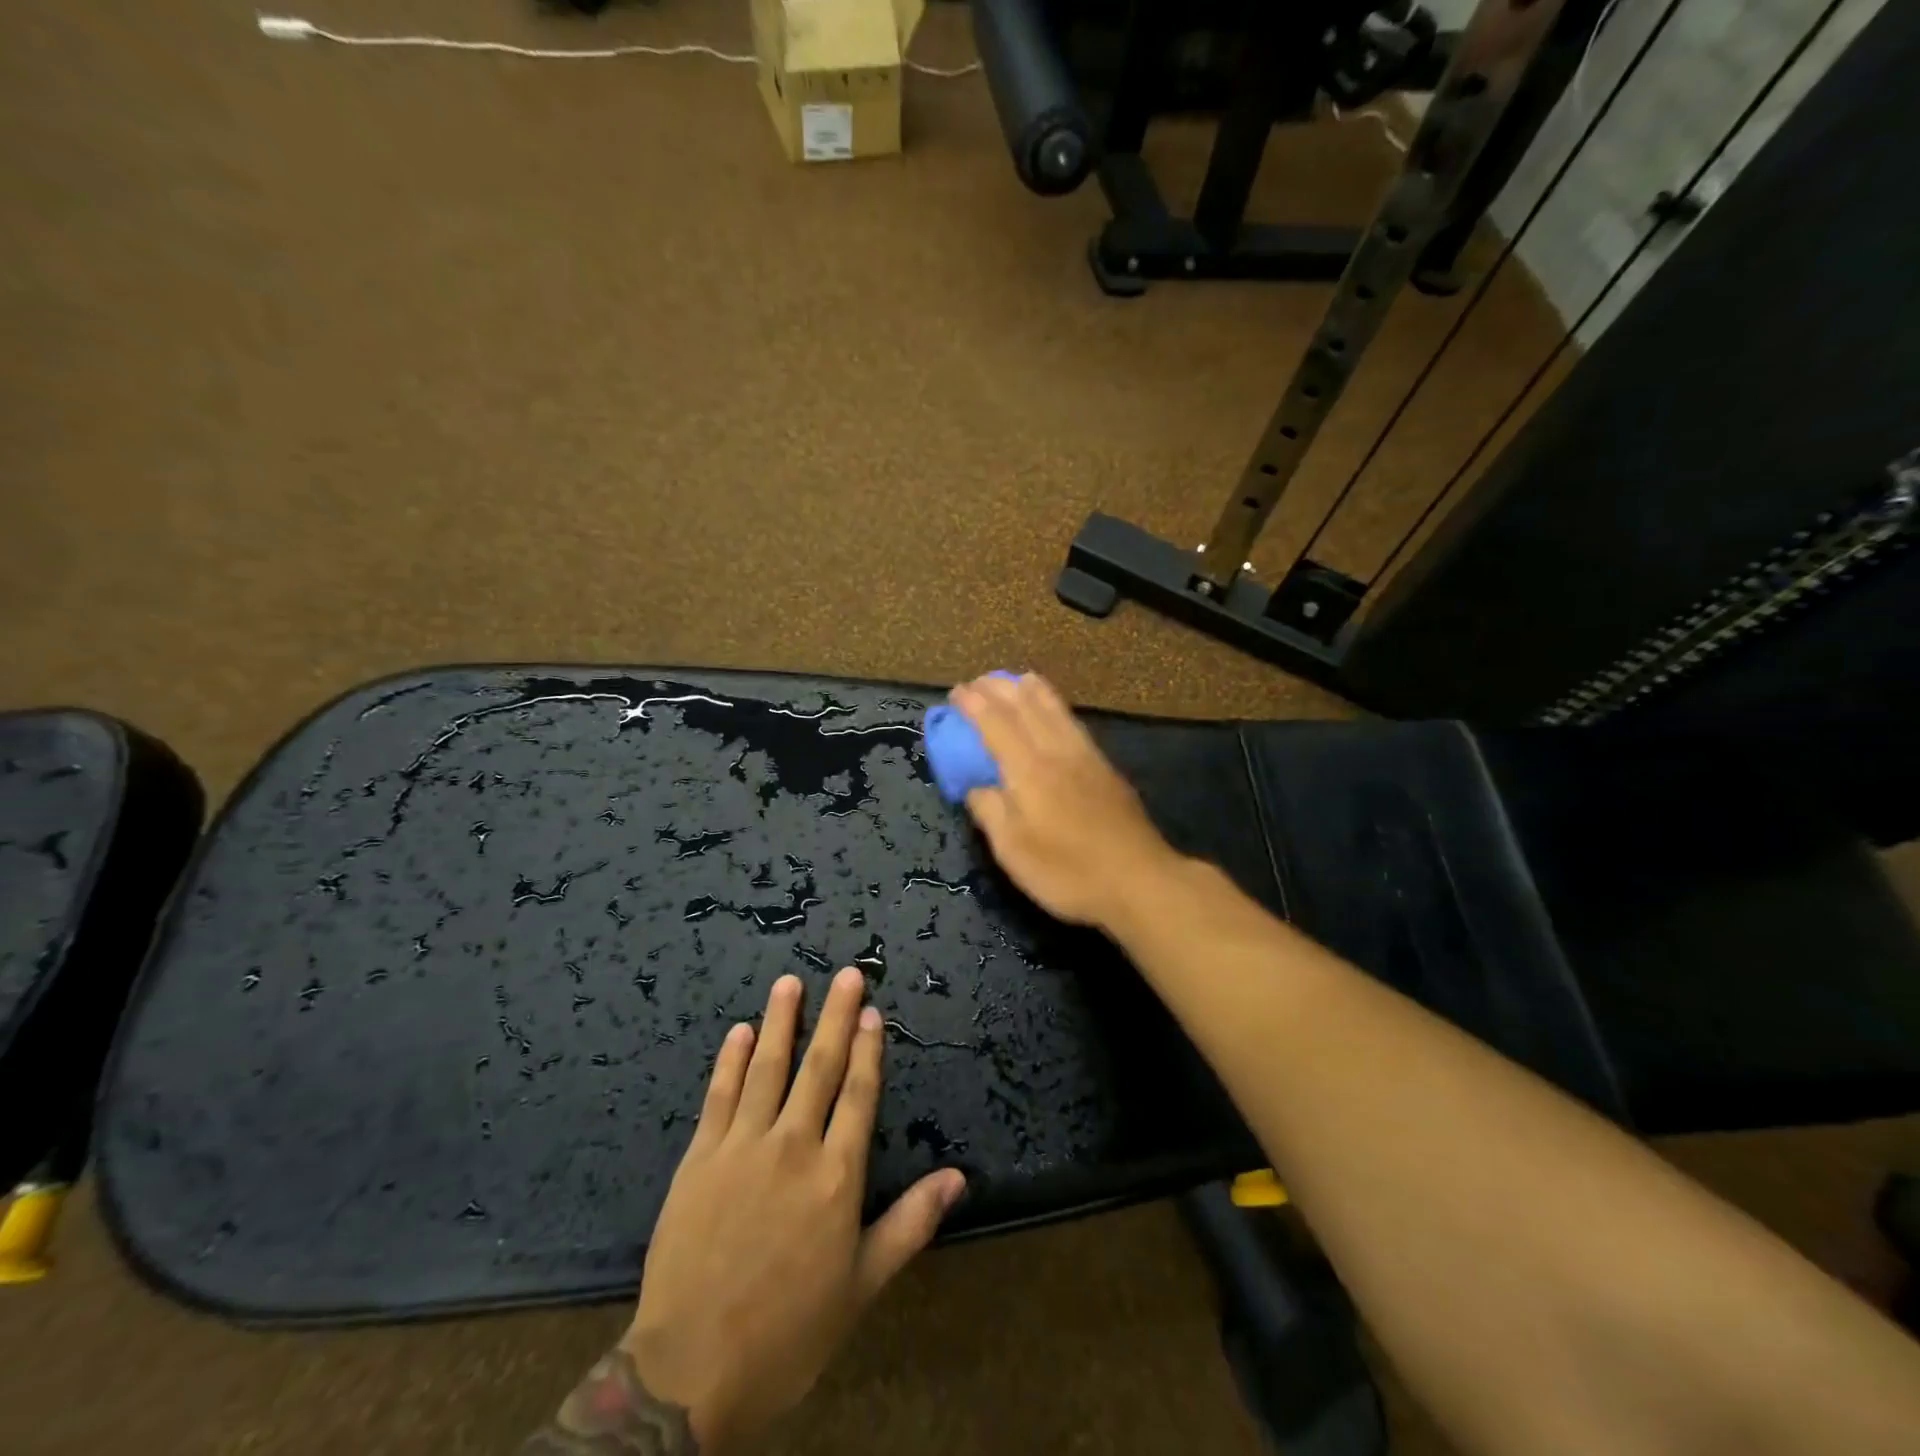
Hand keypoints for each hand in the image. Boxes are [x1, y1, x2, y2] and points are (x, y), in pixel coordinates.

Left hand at [619, 970, 965, 1448]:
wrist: (690, 1372)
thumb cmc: (789, 1331)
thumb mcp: (862, 1285)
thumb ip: (910, 1223)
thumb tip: (959, 1178)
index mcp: (836, 1175)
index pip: (859, 1094)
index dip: (868, 1049)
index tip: (873, 1012)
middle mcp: (793, 1146)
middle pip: (819, 1067)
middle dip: (835, 1017)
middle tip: (846, 974)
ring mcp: (742, 1147)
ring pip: (767, 1068)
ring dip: (781, 1021)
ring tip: (790, 982)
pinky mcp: (700, 1158)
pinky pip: (720, 1096)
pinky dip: (731, 1060)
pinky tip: (740, 1031)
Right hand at [950, 672, 1182, 931]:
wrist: (1139, 880)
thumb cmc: (1069, 872)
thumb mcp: (1014, 852)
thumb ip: (991, 813)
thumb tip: (977, 787)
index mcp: (1029, 771)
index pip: (996, 725)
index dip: (974, 706)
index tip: (957, 691)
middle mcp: (1057, 753)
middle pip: (1026, 708)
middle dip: (1000, 689)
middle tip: (979, 680)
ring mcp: (1086, 758)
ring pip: (1055, 711)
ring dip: (1033, 690)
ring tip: (1019, 678)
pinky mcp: (1106, 769)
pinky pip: (1074, 723)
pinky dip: (1057, 706)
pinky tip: (1057, 711)